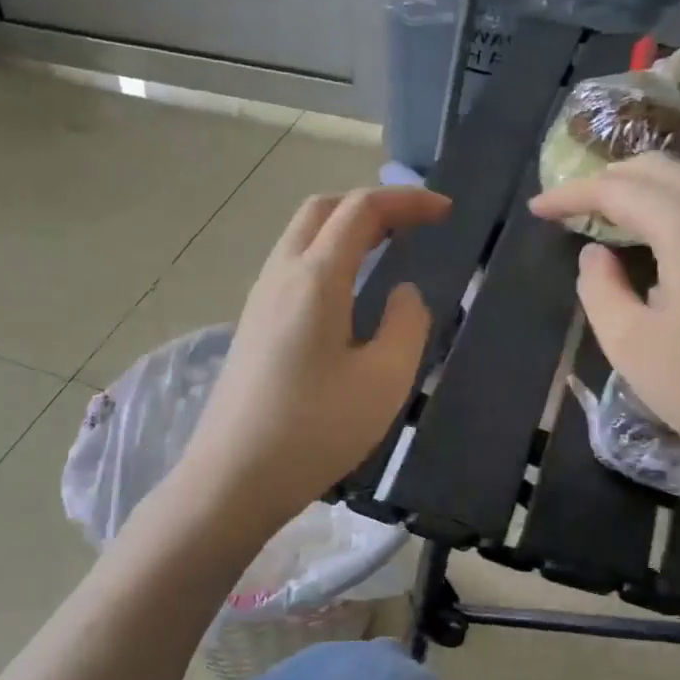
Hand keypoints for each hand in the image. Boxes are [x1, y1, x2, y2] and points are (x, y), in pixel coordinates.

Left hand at [177, 185, 449, 530]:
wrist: (233, 478)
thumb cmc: (315, 430)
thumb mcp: (383, 380)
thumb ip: (407, 324)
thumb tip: (403, 293)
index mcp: (316, 278)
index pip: (362, 210)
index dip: (407, 201)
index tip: (446, 211)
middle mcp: (281, 274)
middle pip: (322, 210)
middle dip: (371, 205)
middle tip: (413, 225)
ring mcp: (259, 299)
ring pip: (301, 236)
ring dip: (344, 228)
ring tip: (385, 250)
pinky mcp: (252, 326)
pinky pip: (291, 268)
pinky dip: (326, 256)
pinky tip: (347, 294)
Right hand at [529, 153, 679, 491]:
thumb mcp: (631, 345)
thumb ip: (600, 289)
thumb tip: (595, 255)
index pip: (619, 191)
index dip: (572, 195)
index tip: (536, 209)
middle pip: (661, 170)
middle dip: (609, 178)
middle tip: (570, 204)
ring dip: (645, 186)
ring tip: (609, 211)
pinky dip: (675, 203)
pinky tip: (660, 235)